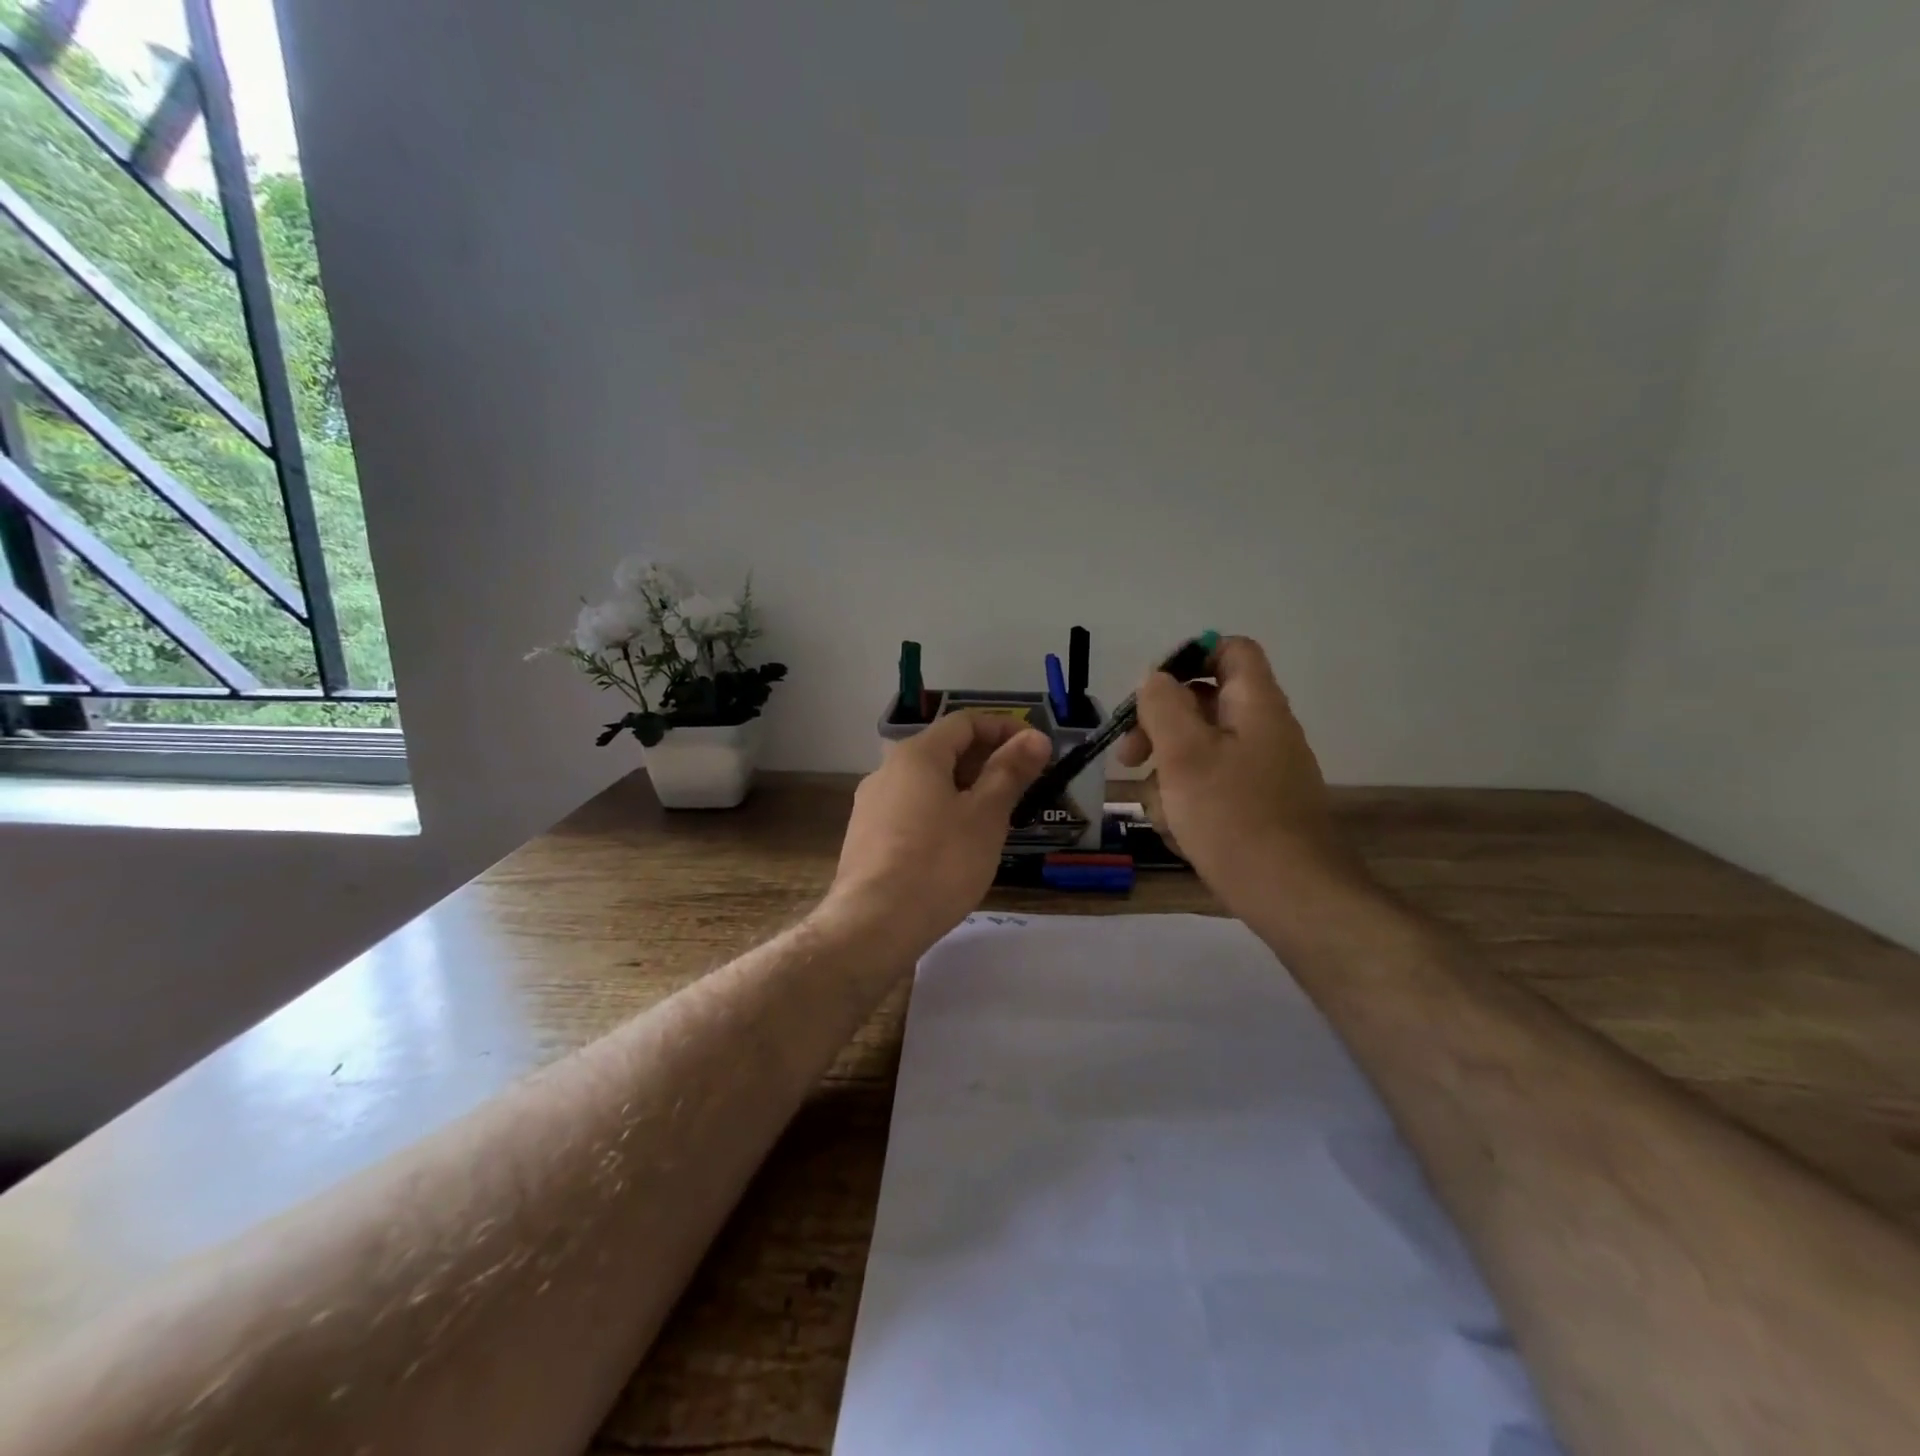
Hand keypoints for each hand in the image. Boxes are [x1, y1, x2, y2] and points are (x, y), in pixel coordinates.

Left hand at [824, 711, 1051, 959]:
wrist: (873, 925)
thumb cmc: (939, 863)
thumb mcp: (986, 816)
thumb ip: (1010, 772)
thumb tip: (1036, 737)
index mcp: (916, 755)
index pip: (965, 722)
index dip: (1005, 729)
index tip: (1036, 750)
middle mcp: (887, 770)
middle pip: (944, 750)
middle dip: (987, 761)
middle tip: (1022, 787)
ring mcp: (871, 805)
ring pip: (927, 783)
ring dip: (965, 789)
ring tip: (995, 818)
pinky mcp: (866, 837)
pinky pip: (911, 810)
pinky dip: (941, 812)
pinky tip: (957, 845)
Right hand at [1116, 636, 1368, 912]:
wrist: (1291, 895)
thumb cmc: (1232, 816)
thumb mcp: (1185, 753)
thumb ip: (1163, 706)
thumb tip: (1155, 680)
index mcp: (1255, 704)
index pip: (1229, 650)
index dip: (1187, 659)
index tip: (1149, 693)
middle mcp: (1263, 730)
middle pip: (1203, 705)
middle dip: (1159, 729)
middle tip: (1129, 758)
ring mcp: (1262, 772)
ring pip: (1199, 754)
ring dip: (1168, 776)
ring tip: (1162, 812)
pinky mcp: (1256, 807)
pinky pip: (1211, 790)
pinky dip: (1188, 804)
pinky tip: (1180, 834)